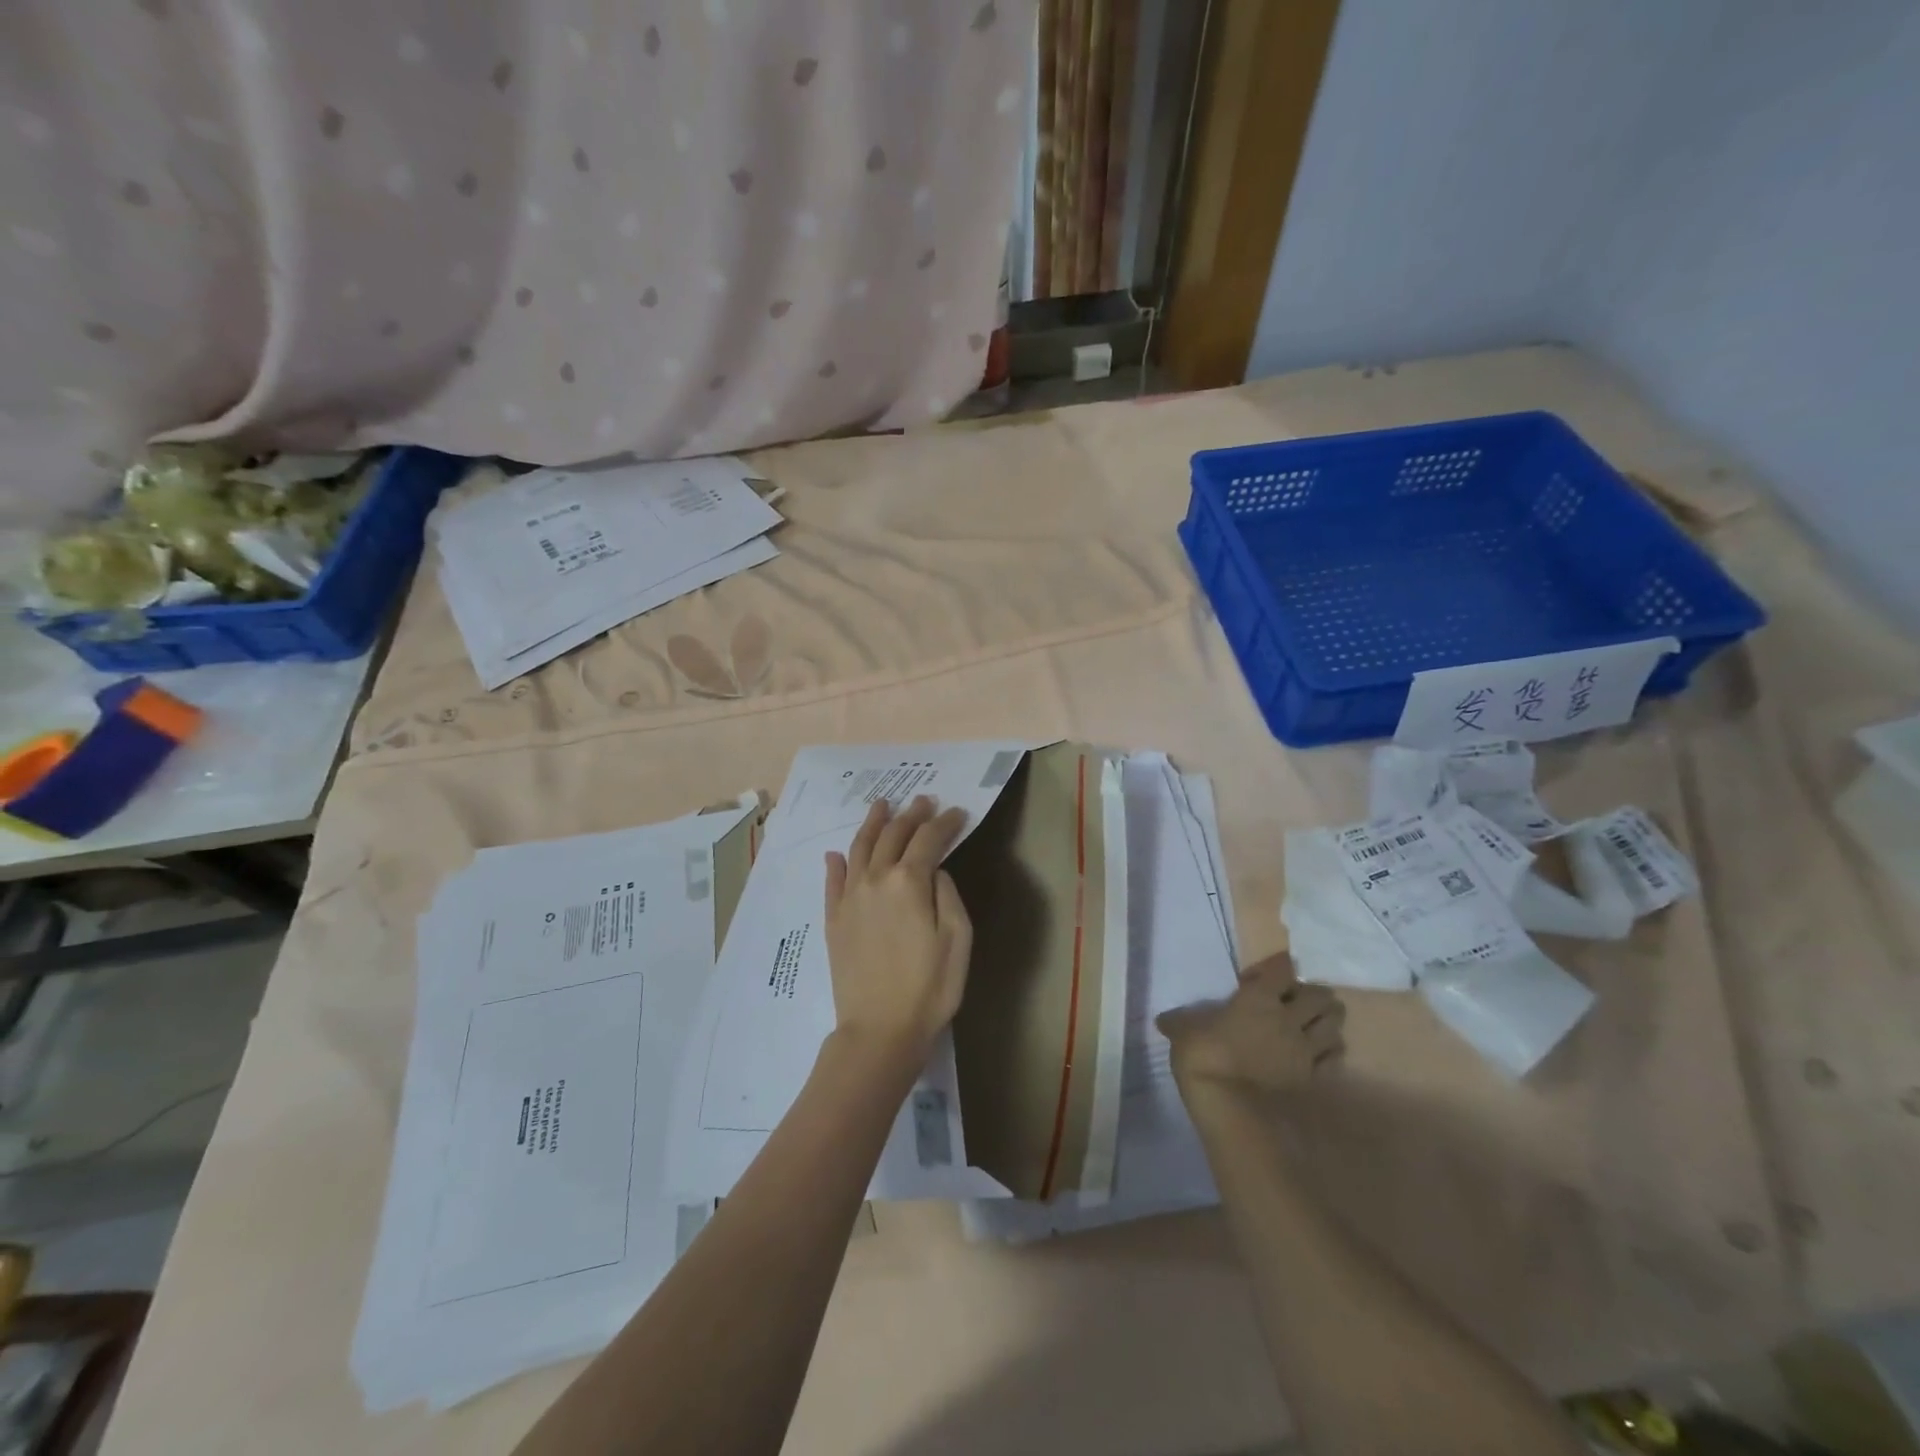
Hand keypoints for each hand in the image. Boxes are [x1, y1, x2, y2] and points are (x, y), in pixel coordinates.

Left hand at [823, 796, 972, 1063]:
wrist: (880, 1029)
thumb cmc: (930, 986)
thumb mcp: (958, 938)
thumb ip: (947, 894)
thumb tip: (935, 870)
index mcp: (909, 881)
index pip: (929, 839)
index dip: (945, 823)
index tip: (958, 813)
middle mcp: (875, 879)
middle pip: (893, 835)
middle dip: (912, 815)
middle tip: (923, 801)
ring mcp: (850, 898)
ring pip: (860, 848)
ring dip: (873, 823)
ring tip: (882, 805)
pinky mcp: (834, 919)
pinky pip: (833, 881)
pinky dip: (837, 863)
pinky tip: (837, 853)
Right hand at [1157, 953, 1344, 1096]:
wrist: (1230, 1106)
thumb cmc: (1204, 1057)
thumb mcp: (1184, 1031)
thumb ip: (1180, 1021)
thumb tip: (1163, 1020)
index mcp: (1259, 997)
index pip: (1282, 969)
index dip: (1280, 967)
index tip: (1272, 972)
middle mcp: (1288, 1017)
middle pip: (1319, 996)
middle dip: (1314, 993)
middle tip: (1300, 998)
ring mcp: (1305, 1049)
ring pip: (1333, 1024)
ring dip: (1327, 1019)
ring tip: (1315, 1021)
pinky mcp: (1312, 1076)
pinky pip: (1333, 1056)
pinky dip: (1330, 1050)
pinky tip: (1319, 1051)